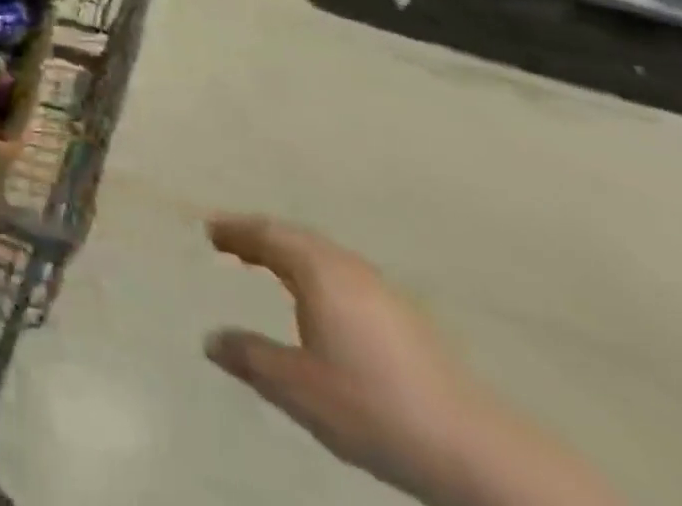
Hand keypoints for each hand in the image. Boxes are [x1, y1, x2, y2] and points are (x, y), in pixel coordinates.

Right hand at [204, 215, 622, 505]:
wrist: (472, 451)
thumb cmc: (372, 407)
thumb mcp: (298, 388)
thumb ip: (250, 358)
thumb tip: (210, 339)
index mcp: (318, 270)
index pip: (267, 235)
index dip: (235, 230)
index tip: (209, 229)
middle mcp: (347, 266)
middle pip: (294, 237)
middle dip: (259, 236)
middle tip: (230, 240)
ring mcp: (379, 289)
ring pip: (321, 254)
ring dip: (288, 253)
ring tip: (265, 264)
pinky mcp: (402, 315)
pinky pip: (340, 273)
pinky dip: (312, 272)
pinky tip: (316, 300)